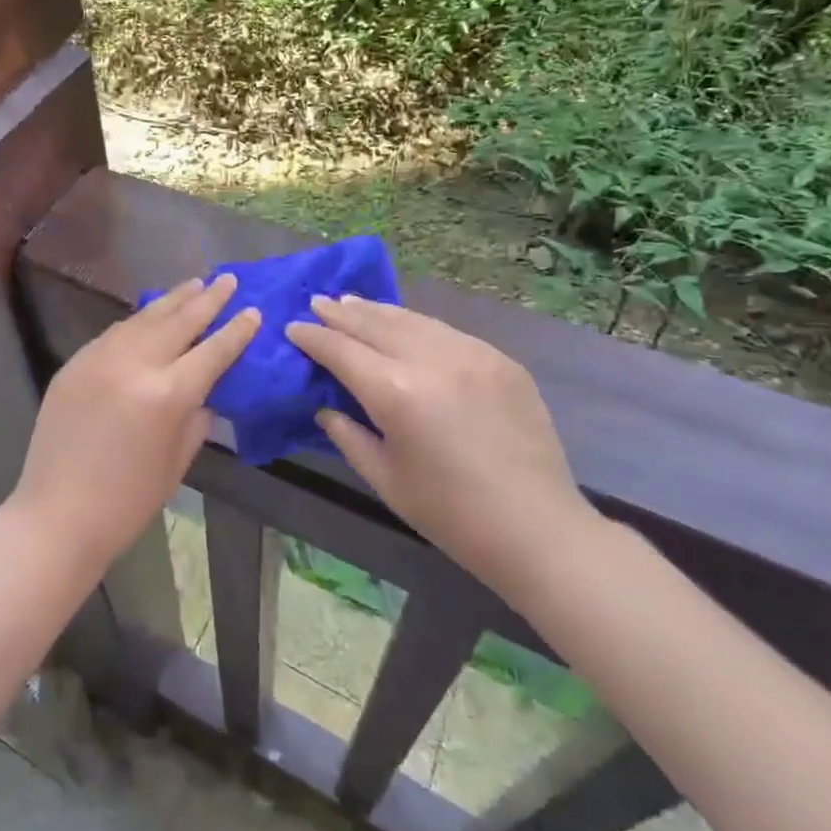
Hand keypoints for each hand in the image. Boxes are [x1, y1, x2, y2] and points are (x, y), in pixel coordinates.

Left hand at [13, 275, 260, 575]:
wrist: (57, 515)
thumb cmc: (127, 502)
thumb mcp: (176, 463)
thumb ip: (195, 419)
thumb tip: (203, 391)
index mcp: (167, 395)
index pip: (212, 351)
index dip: (236, 331)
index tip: (253, 310)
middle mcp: (134, 364)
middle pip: (179, 321)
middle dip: (207, 299)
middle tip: (228, 280)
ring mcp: (99, 359)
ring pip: (144, 318)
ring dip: (172, 300)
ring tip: (194, 284)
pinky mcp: (75, 363)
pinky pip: (114, 333)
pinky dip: (138, 321)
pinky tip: (150, 315)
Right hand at [285, 296, 600, 601]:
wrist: (537, 528)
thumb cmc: (450, 514)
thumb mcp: (384, 479)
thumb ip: (348, 435)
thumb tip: (326, 407)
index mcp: (396, 392)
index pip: (341, 351)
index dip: (313, 337)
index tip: (293, 327)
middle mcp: (431, 360)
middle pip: (375, 324)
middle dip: (341, 312)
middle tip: (317, 302)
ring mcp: (471, 354)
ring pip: (412, 319)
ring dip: (377, 310)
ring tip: (352, 302)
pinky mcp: (500, 359)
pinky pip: (446, 331)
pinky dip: (416, 324)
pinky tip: (405, 325)